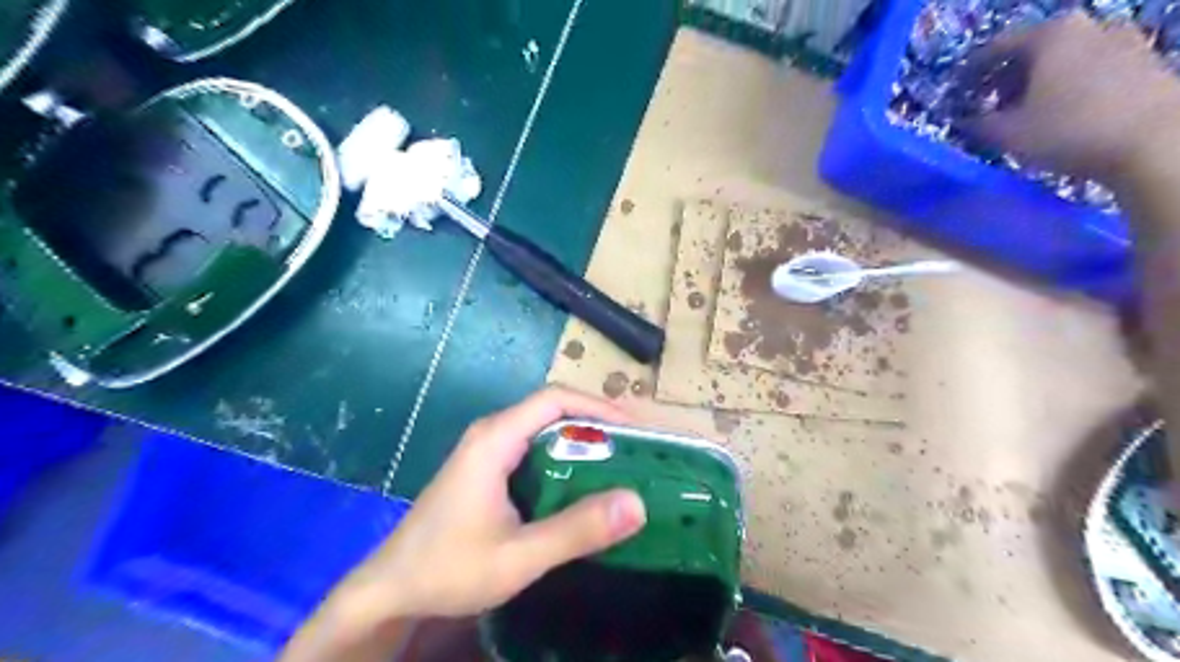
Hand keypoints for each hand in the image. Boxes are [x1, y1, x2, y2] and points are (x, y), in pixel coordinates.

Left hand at [327, 386, 648, 621]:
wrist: (391, 590)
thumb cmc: (448, 568)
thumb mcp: (518, 556)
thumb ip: (576, 530)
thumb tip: (637, 504)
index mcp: (495, 438)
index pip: (556, 399)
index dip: (600, 407)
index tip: (637, 430)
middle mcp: (493, 433)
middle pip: (555, 410)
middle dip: (599, 423)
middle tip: (639, 450)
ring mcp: (489, 450)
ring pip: (547, 430)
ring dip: (585, 442)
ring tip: (623, 464)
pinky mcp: (489, 469)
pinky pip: (536, 450)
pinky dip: (567, 459)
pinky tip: (586, 485)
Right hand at [964, 11, 1179, 183]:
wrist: (1154, 140)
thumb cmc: (1068, 130)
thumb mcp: (1007, 133)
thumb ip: (978, 124)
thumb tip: (965, 120)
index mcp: (1051, 35)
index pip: (996, 47)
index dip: (971, 72)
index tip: (957, 91)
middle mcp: (1088, 26)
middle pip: (1033, 50)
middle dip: (1007, 78)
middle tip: (989, 105)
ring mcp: (1122, 40)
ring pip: (1064, 59)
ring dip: (1038, 83)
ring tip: (1023, 113)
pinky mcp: (1144, 62)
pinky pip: (1090, 70)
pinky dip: (1067, 87)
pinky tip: (1059, 114)